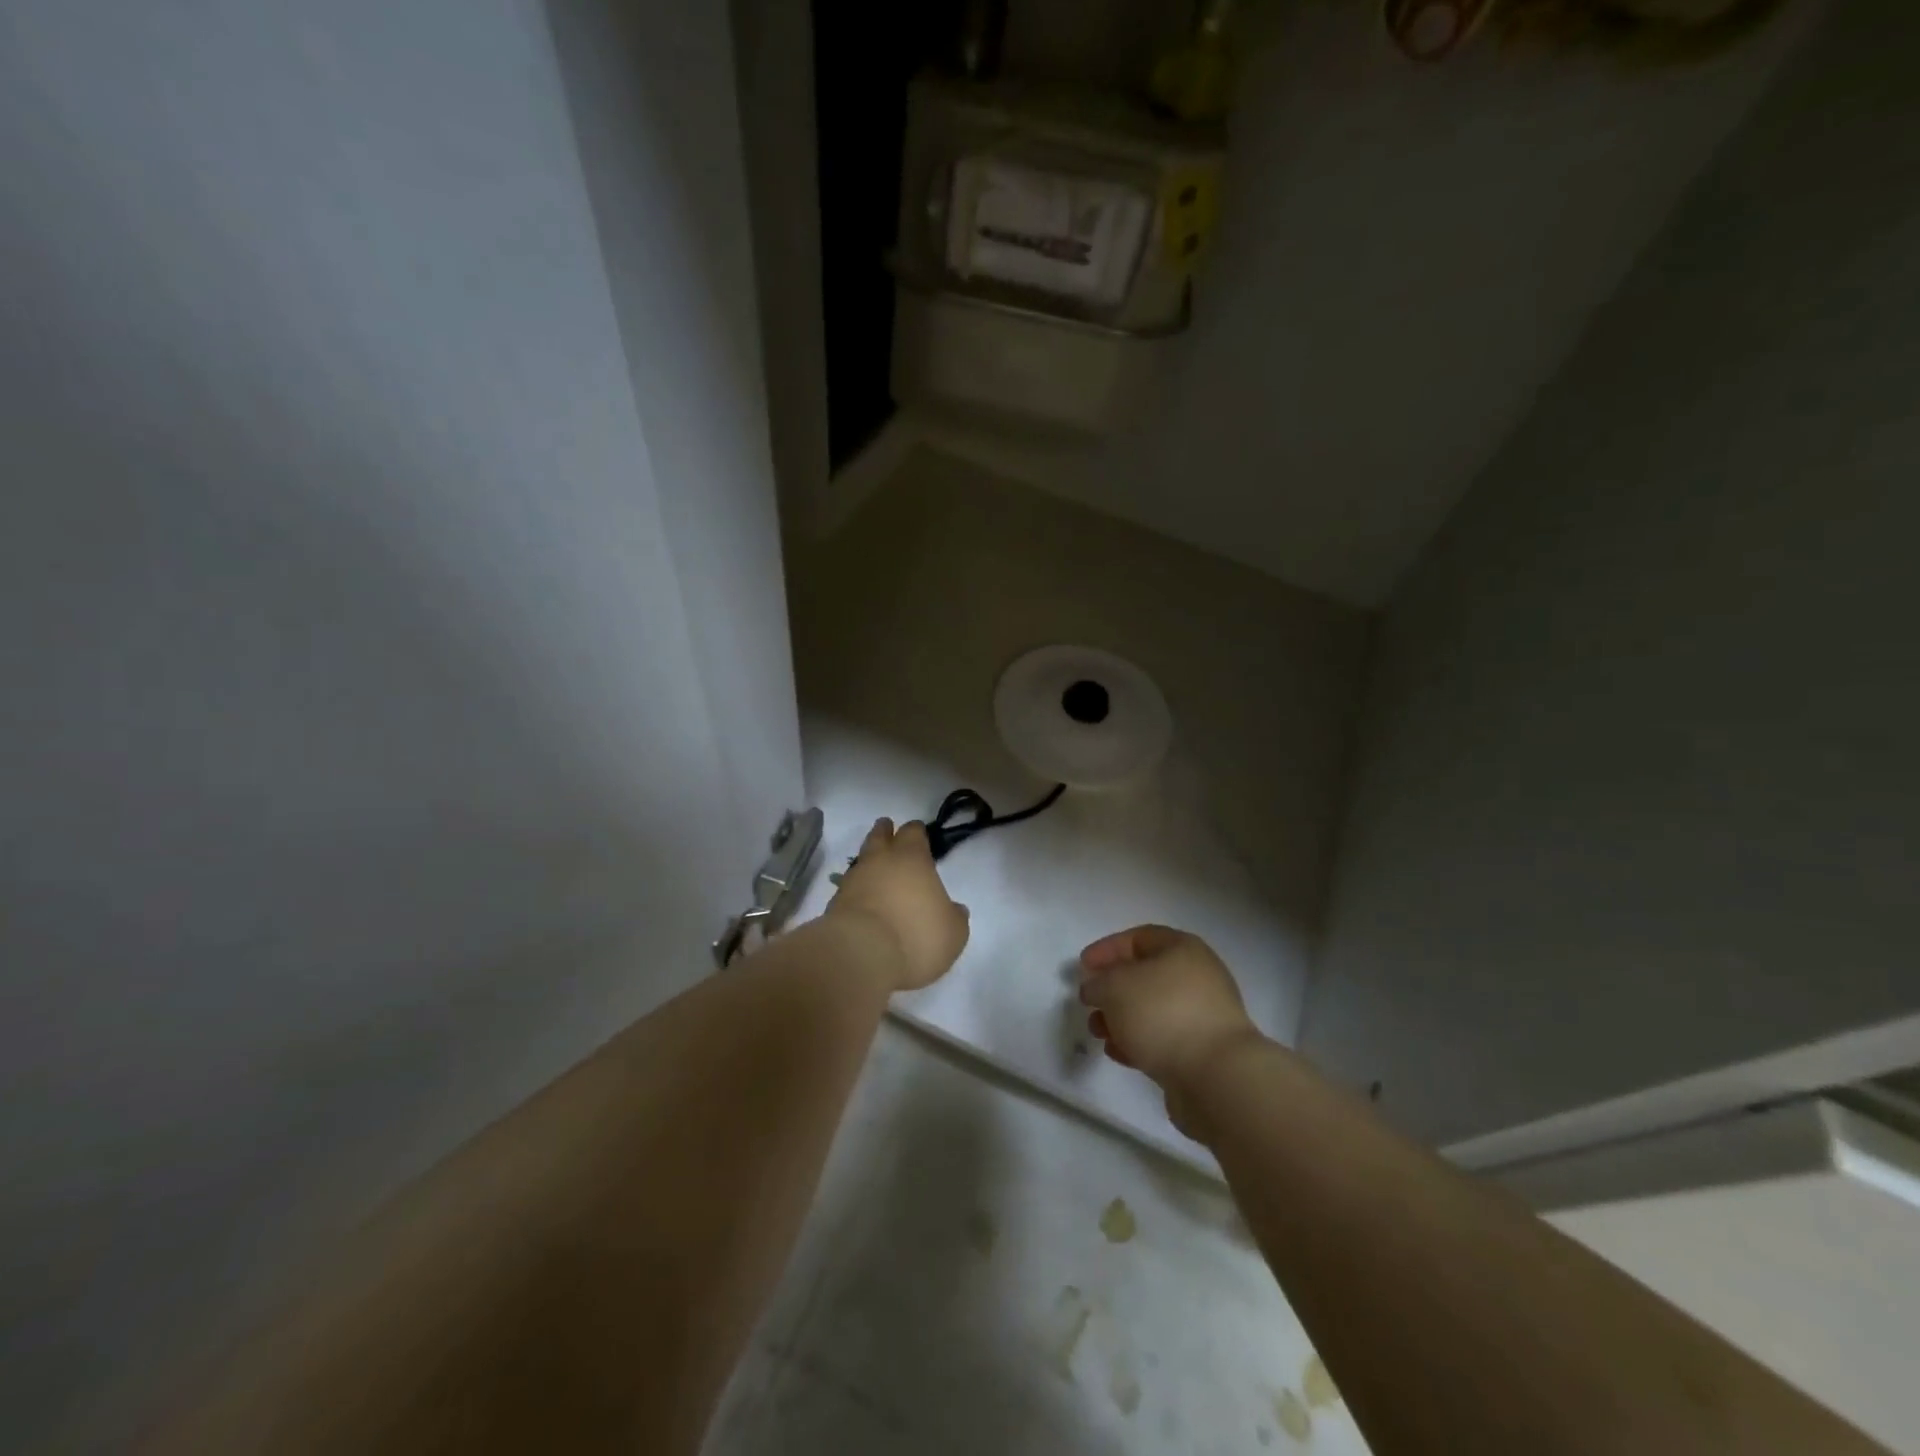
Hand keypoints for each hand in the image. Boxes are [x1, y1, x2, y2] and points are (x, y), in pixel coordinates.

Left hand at [827, 818, 969, 991]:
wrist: (860, 956)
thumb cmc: (916, 937)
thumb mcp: (953, 932)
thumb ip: (954, 916)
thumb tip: (954, 909)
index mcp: (912, 858)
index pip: (913, 832)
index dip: (916, 832)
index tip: (918, 833)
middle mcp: (880, 861)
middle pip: (880, 836)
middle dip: (885, 832)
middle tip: (888, 830)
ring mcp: (853, 880)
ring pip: (861, 860)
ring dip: (869, 862)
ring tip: (876, 870)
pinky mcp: (834, 904)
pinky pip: (849, 888)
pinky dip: (857, 891)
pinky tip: (863, 901)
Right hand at [1078, 925, 1262, 1117]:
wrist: (1216, 1076)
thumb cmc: (1163, 1014)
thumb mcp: (1115, 987)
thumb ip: (1098, 983)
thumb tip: (1096, 989)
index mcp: (1182, 949)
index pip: (1139, 938)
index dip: (1107, 949)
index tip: (1082, 967)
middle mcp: (1197, 977)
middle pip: (1145, 975)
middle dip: (1112, 989)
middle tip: (1089, 1003)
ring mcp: (1203, 1015)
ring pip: (1152, 1009)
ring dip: (1121, 1018)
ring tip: (1098, 1033)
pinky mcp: (1202, 1051)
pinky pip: (1163, 1038)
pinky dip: (1138, 1041)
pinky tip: (1118, 1053)